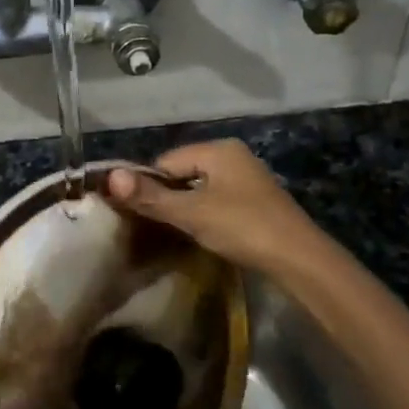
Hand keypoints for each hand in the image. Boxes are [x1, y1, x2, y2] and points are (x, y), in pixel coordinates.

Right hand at [105, 140, 316, 275]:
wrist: (299, 259)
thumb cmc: (242, 227)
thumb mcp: (191, 212)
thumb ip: (151, 196)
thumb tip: (110, 176)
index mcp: (218, 149)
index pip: (166, 161)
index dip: (149, 186)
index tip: (138, 214)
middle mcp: (233, 156)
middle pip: (183, 172)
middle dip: (167, 196)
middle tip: (155, 226)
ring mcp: (247, 178)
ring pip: (200, 188)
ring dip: (186, 207)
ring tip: (176, 232)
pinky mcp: (255, 200)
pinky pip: (217, 200)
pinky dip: (205, 214)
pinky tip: (203, 233)